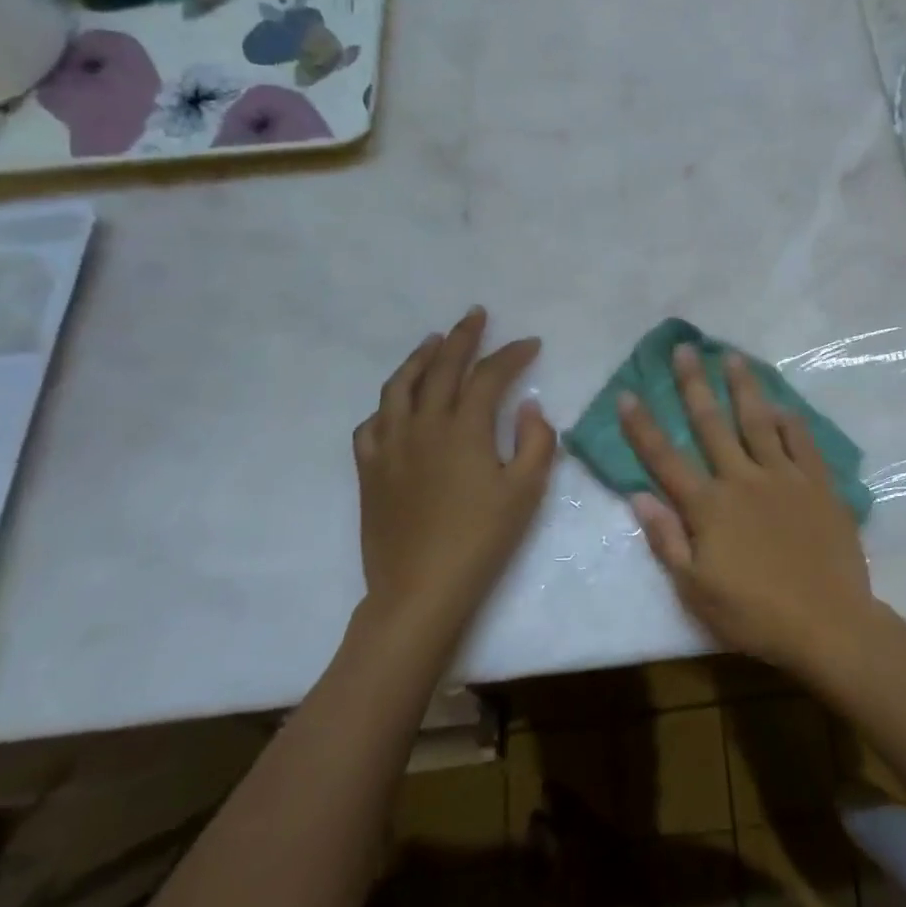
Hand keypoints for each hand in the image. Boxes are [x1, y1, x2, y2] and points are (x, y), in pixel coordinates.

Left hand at [354, 307, 555, 634]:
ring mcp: (390, 446)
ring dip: (419, 357)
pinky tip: (397, 403)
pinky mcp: (370, 470)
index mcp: (463, 429)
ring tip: (433, 340)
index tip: (530, 343)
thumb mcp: (525, 492)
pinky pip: (372, 423)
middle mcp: (423, 426)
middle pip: (441, 367)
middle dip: (462, 337)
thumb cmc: (481, 540)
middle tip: (476, 316)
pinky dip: (388, 404)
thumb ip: (535, 441)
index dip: (512, 354)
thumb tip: (528, 406)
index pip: (489, 375)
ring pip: (400, 386)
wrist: (420, 590)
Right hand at [619, 344, 879, 672]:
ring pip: (759, 421)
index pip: (666, 459)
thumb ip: (666, 540)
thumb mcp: (696, 590)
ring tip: (732, 356)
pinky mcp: (819, 485)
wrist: (828, 624)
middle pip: (712, 424)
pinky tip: (782, 406)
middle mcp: (743, 480)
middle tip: (684, 349)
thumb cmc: (755, 614)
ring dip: (743, 387)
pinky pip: (802, 443)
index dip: (643, 427)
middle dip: (694, 384)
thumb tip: (638, 495)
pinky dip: (790, 422)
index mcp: (709, 507)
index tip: (628, 393)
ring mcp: (784, 477)